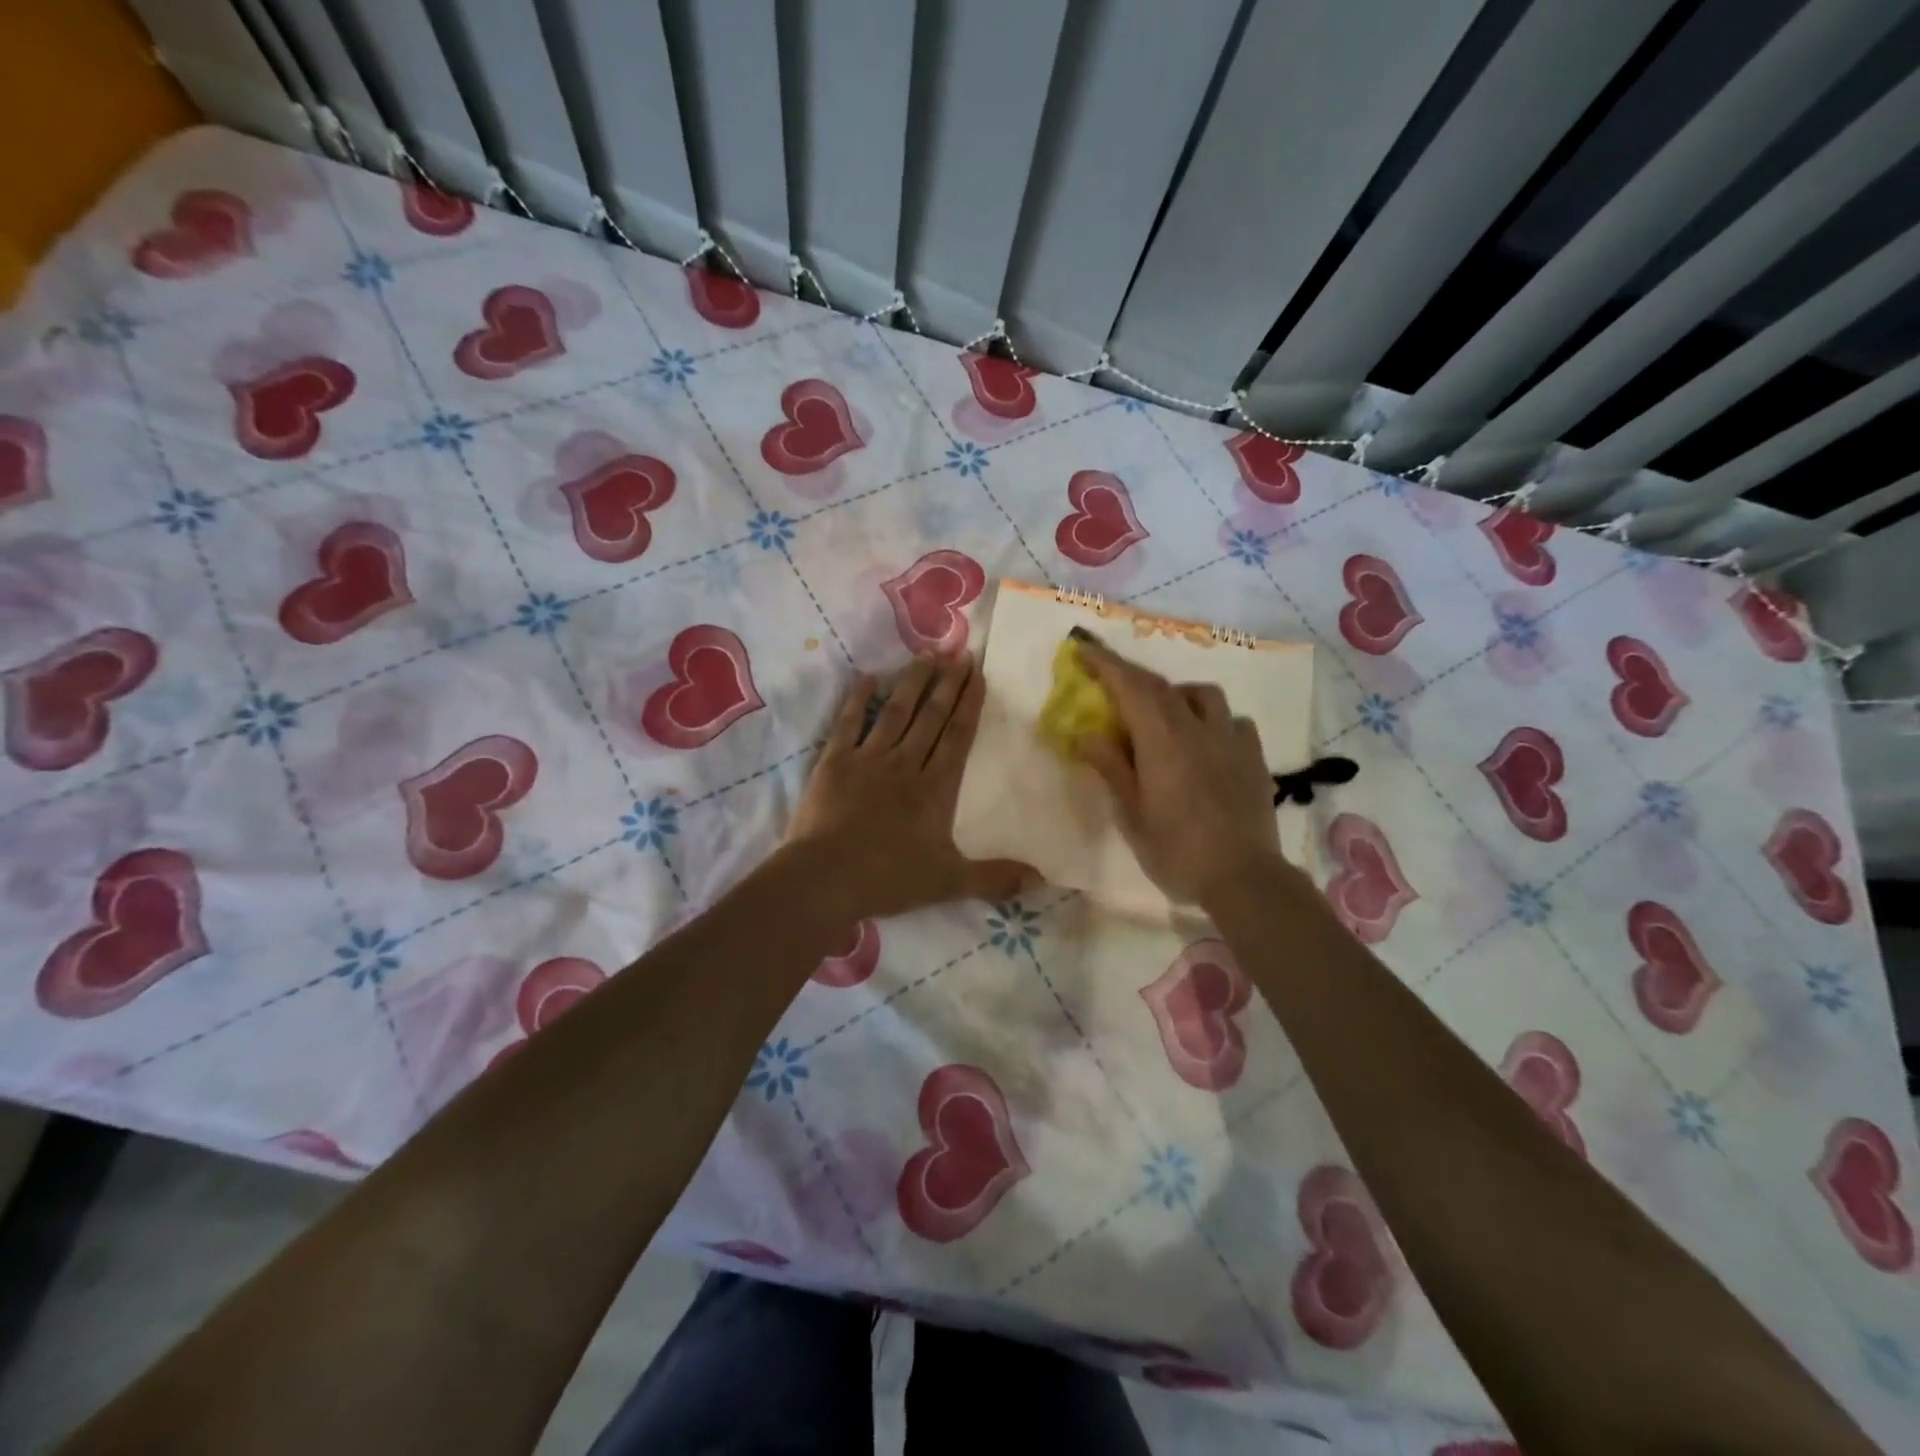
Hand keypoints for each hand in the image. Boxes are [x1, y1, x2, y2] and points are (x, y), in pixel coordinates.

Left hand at [786, 655, 1033, 922]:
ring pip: (895, 712)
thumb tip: (1042, 881)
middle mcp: (905, 763)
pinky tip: (868, 677)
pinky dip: (857, 699)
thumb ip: (995, 879)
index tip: (977, 674)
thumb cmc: (889, 878)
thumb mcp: (949, 882)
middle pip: (931, 717)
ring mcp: (868, 759)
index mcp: (935, 788)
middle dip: (947, 684)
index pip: (957, 736)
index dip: (969, 704)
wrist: (826, 878)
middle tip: (959, 654)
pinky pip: (848, 723)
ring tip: (925, 654)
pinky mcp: (835, 762)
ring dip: (912, 682)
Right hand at [1073, 633, 1286, 905]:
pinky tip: (1206, 740)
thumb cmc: (1176, 850)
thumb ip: (1112, 768)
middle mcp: (1198, 728)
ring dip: (1176, 694)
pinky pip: (1232, 721)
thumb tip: (1088, 734)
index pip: (1130, 686)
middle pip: (1162, 686)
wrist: (1243, 878)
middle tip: (1110, 679)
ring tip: (1164, 714)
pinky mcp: (1254, 757)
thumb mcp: (1132, 814)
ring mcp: (1231, 739)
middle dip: (1131, 675)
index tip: (1083, 647)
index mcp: (1162, 740)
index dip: (1105, 663)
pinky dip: (1211, 719)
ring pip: (1203, 695)